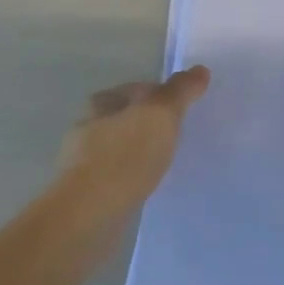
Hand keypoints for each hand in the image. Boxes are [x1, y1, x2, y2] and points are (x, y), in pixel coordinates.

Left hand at [56, 66, 210, 209]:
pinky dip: (133, 177)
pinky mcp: (87, 192)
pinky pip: (118, 176)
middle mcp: (87, 127)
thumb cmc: (126, 155)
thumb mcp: (161, 114)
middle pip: (128, 118)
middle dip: (150, 125)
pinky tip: (148, 186)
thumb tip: (200, 70)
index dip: (163, 95)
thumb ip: (181, 91)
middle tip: (179, 136)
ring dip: (141, 152)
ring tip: (166, 162)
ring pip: (122, 148)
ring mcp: (84, 161)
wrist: (90, 214)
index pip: (138, 89)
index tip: (183, 110)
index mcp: (102, 102)